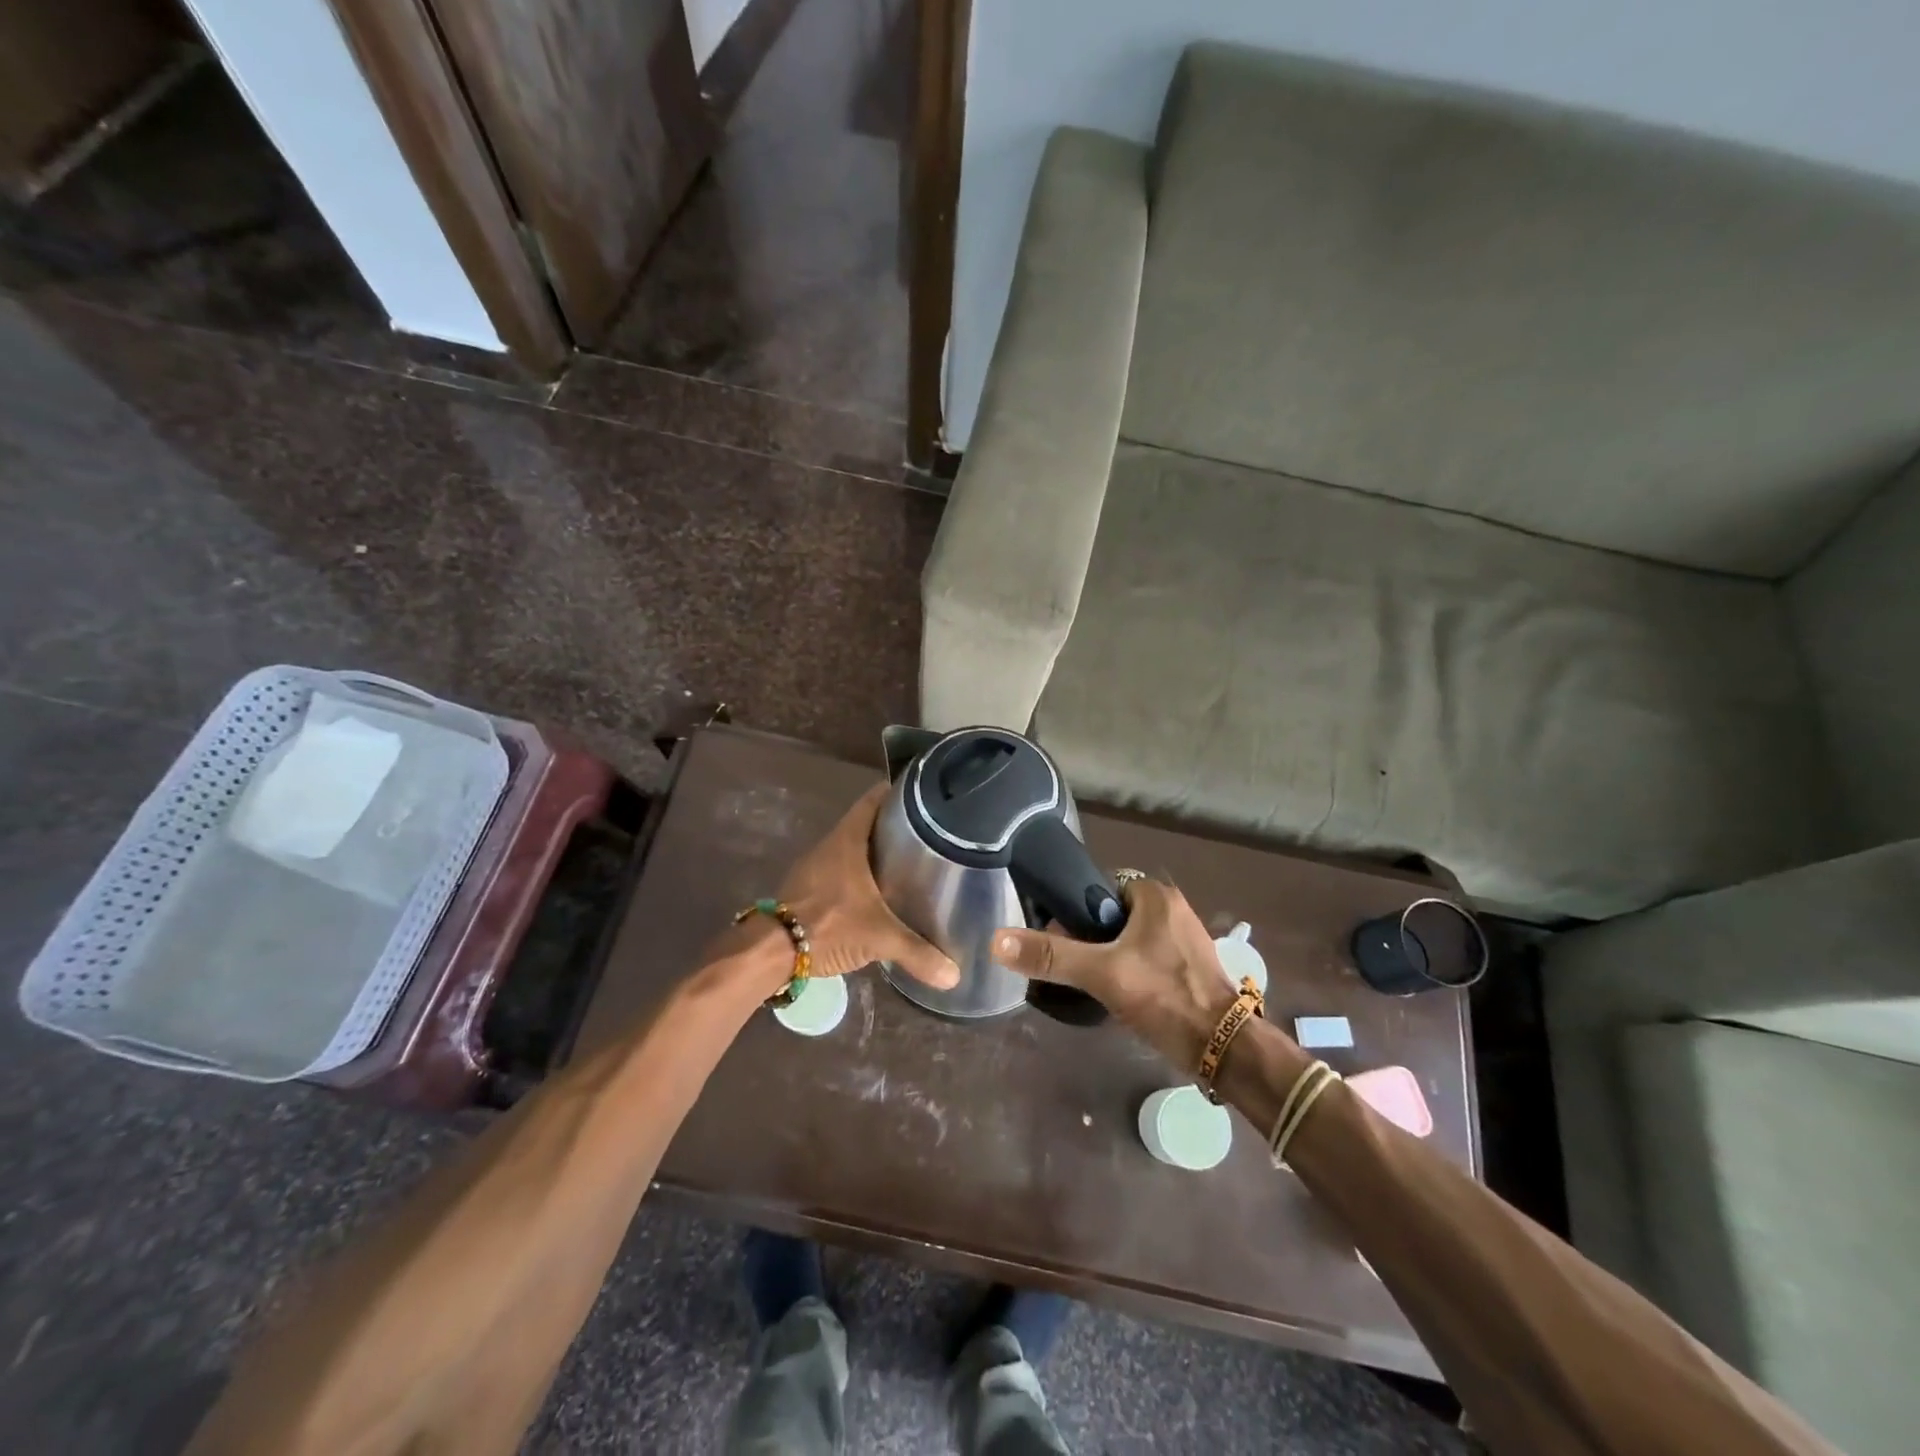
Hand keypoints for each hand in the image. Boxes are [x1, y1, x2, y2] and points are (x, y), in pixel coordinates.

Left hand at [771, 784, 960, 990]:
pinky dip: (861, 874)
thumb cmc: (829, 925)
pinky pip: (841, 870)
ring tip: (908, 861)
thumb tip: (954, 974)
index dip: (897, 793)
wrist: (772, 951)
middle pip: (866, 823)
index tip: (923, 796)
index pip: (873, 800)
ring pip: (853, 848)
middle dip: (893, 826)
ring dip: (876, 851)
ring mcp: (816, 866)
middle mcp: (831, 845)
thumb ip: (917, 952)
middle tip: (927, 833)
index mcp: (848, 840)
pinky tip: (878, 892)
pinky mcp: (809, 887)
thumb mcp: (879, 937)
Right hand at [991, 879, 1238, 1070]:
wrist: (1225, 1050)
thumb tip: (996, 940)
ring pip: (1129, 938)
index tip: (1060, 940)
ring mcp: (1184, 938)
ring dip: (1110, 957)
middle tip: (1075, 968)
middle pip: (1112, 915)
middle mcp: (1173, 908)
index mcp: (1155, 895)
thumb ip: (1050, 956)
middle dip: (1091, 938)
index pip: (1099, 888)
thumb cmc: (1164, 997)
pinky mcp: (1190, 965)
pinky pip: (1147, 957)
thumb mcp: (1101, 973)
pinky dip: (1130, 970)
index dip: (1075, 911)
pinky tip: (1121, 995)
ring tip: (1093, 984)